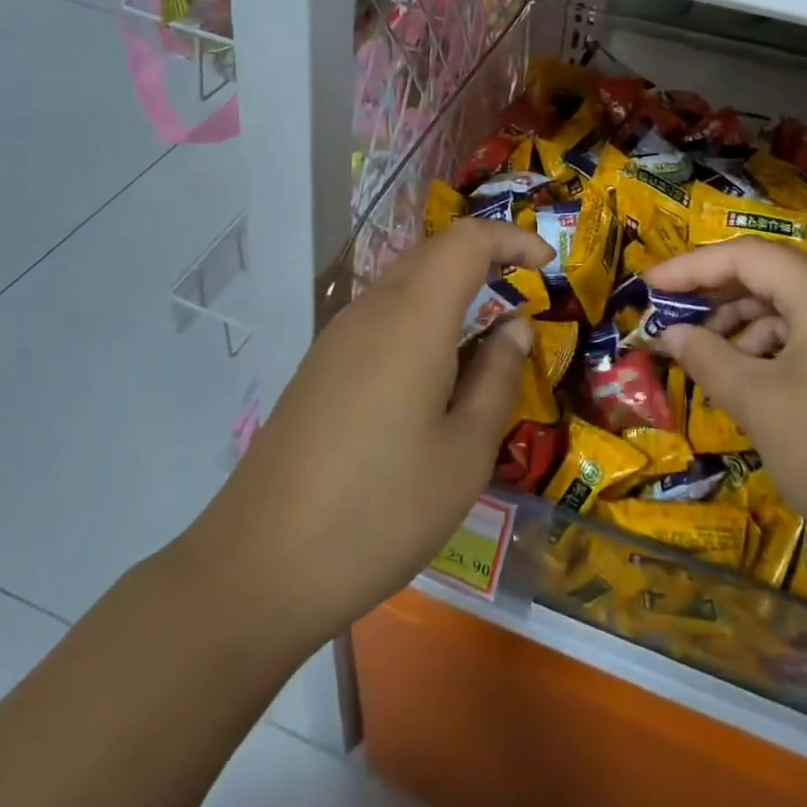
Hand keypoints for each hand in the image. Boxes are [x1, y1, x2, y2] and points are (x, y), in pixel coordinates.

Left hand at [181, 220, 553, 652]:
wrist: (257, 567)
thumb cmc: (380, 511)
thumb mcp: (464, 454)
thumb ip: (497, 377)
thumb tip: (515, 326)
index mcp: (413, 319)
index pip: (467, 241)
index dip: (512, 239)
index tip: (548, 266)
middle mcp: (372, 310)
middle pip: (434, 252)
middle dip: (485, 256)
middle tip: (524, 291)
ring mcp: (338, 336)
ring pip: (405, 281)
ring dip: (451, 287)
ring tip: (485, 332)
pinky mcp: (319, 365)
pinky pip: (381, 314)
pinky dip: (421, 315)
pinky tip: (432, 369)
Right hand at [642, 238, 806, 593]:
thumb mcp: (760, 405)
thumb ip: (707, 358)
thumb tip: (670, 334)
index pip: (747, 256)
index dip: (691, 268)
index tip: (648, 286)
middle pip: (772, 278)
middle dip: (717, 299)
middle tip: (672, 323)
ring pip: (795, 310)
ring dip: (747, 329)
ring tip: (711, 362)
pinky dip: (780, 351)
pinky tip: (757, 384)